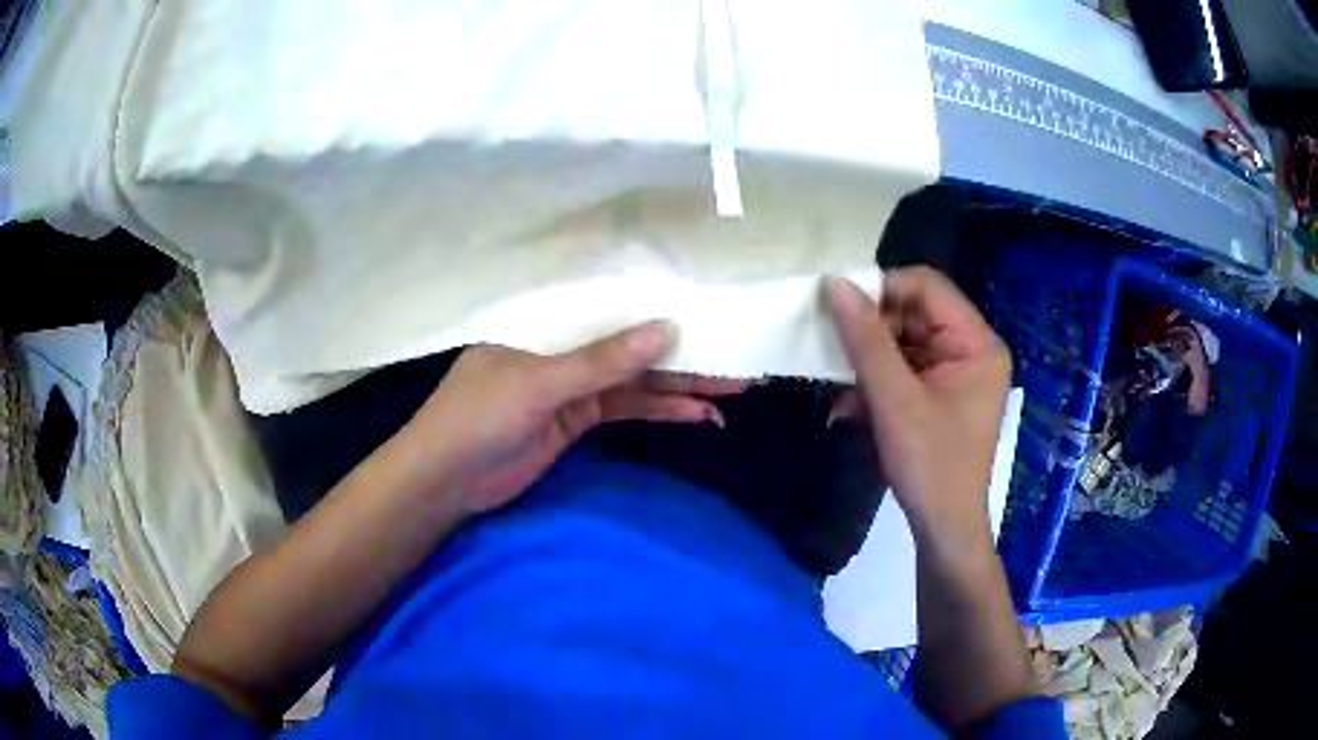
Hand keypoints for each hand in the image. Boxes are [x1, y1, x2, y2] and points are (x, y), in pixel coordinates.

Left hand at [402, 321, 747, 513]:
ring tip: (731, 388)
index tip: (706, 305)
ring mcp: (571, 385)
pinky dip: (658, 411)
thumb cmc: (476, 418)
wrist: (445, 481)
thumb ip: (600, 362)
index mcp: (543, 319)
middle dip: (679, 352)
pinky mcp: (577, 420)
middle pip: (628, 344)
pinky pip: (624, 409)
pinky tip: (696, 414)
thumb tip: (666, 328)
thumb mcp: (537, 384)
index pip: (606, 303)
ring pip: (633, 379)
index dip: (655, 303)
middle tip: (736, 354)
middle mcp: (562, 345)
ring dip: (678, 385)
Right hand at [826, 267, 1009, 547]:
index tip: (839, 307)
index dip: (882, 289)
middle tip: (833, 348)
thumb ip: (866, 340)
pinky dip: (876, 382)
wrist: (942, 529)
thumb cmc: (930, 466)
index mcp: (977, 343)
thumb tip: (835, 284)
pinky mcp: (940, 394)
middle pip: (914, 314)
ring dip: (868, 361)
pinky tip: (850, 406)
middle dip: (871, 331)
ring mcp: (956, 373)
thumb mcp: (895, 401)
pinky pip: (903, 370)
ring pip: (903, 342)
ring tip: (839, 385)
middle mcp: (972, 349)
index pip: (928, 287)